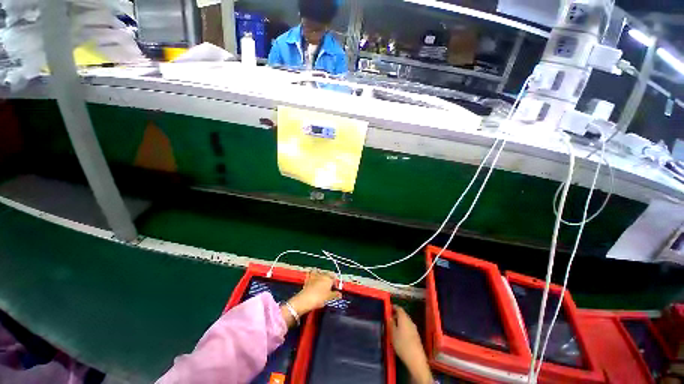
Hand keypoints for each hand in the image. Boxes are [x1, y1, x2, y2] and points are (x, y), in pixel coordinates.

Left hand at [282, 271, 341, 326]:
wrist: (304, 300)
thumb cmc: (319, 298)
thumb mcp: (329, 298)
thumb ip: (335, 295)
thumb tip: (340, 294)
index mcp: (329, 278)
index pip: (335, 278)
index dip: (336, 284)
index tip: (336, 290)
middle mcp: (322, 274)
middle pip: (328, 274)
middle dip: (330, 279)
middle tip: (330, 288)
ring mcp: (314, 276)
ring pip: (320, 273)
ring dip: (322, 276)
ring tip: (322, 283)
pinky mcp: (308, 278)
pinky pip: (312, 274)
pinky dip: (314, 276)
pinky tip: (314, 281)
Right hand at [391, 306, 432, 383]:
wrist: (416, 359)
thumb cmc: (402, 344)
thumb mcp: (393, 333)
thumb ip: (391, 323)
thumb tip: (390, 317)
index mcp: (404, 318)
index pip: (399, 308)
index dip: (394, 307)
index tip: (388, 308)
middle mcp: (410, 321)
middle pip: (403, 314)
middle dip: (396, 315)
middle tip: (390, 318)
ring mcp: (414, 329)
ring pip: (406, 321)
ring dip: (400, 321)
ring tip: (393, 326)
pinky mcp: (416, 336)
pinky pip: (409, 327)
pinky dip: (404, 327)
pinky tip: (400, 334)